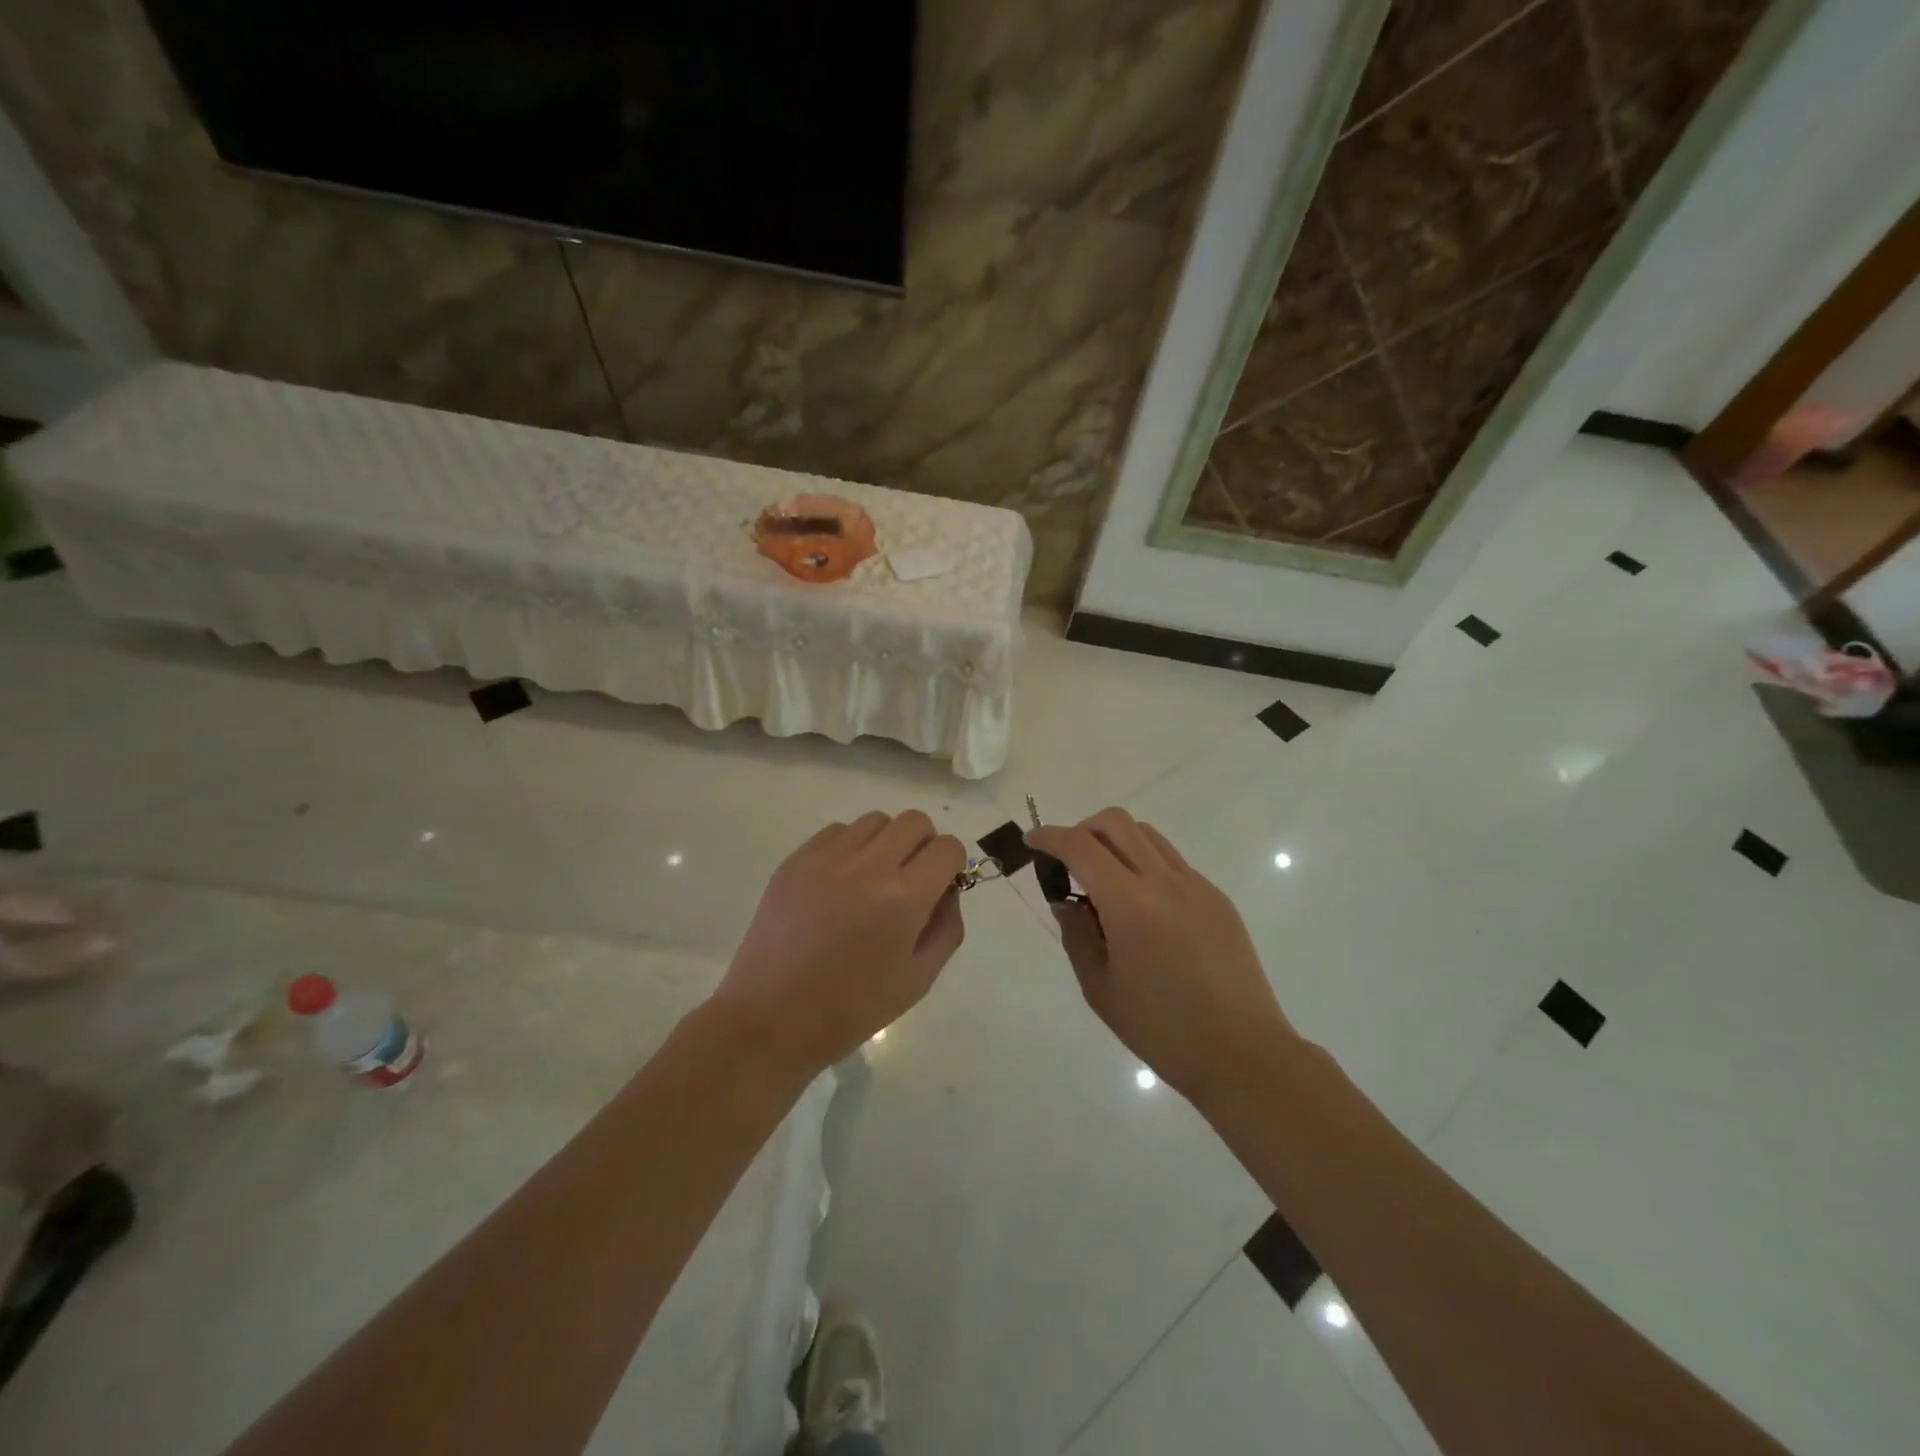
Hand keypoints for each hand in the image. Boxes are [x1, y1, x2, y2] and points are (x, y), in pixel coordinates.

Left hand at [713, 811, 967, 1075]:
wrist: (771, 1019)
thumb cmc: (851, 1009)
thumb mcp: (918, 979)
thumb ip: (946, 927)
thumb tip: (947, 889)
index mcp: (903, 898)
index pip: (947, 848)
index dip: (951, 865)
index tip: (939, 887)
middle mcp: (867, 866)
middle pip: (914, 821)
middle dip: (923, 846)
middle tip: (910, 881)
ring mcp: (826, 859)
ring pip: (875, 821)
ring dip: (885, 843)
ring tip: (871, 881)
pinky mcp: (795, 860)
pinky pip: (837, 832)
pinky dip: (850, 848)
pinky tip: (839, 885)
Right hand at [1027, 808, 1296, 1107]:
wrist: (1241, 1053)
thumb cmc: (1161, 1029)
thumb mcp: (1100, 988)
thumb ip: (1076, 935)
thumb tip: (1065, 902)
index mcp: (1130, 904)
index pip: (1081, 846)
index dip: (1049, 837)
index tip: (1032, 842)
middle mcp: (1165, 881)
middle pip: (1116, 823)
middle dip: (1082, 829)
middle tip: (1068, 862)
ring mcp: (1196, 886)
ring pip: (1147, 835)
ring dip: (1116, 842)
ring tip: (1104, 882)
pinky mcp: (1217, 899)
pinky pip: (1172, 863)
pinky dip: (1145, 865)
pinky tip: (1142, 909)